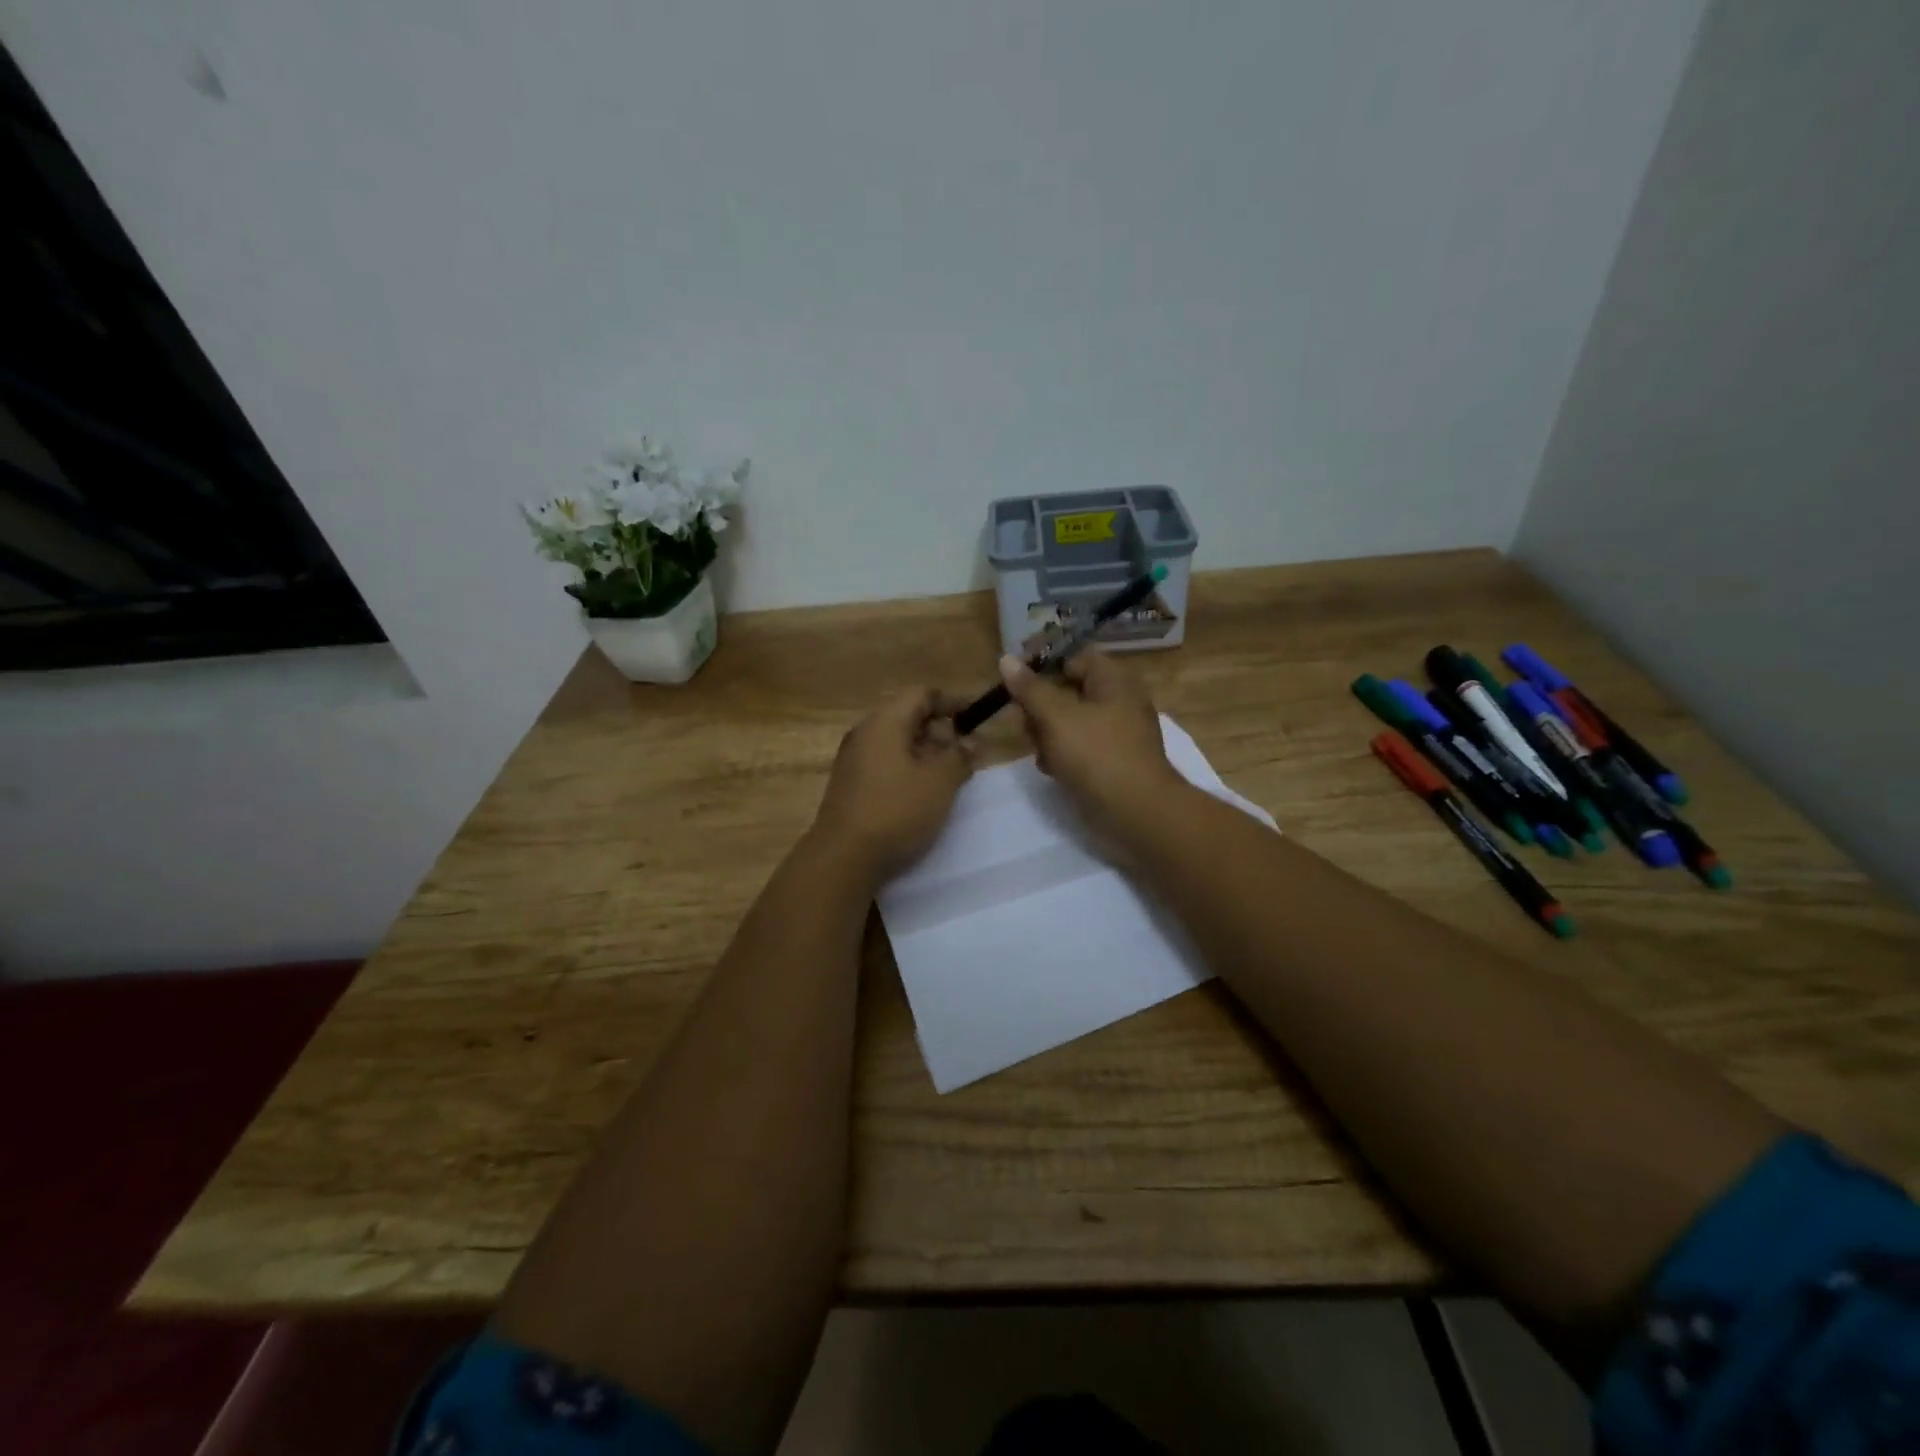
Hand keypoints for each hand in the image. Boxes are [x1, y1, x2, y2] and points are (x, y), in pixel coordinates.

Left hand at [812, 687, 973, 883]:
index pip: (922, 694)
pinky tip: (923, 794)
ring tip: (950, 776)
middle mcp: (865, 733)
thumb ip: (960, 756)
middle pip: (907, 717)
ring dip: (926, 753)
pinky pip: (884, 763)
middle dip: (940, 731)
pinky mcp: (849, 785)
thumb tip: (971, 742)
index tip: (976, 718)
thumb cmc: (896, 811)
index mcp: (885, 722)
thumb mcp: (940, 783)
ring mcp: (853, 760)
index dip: (952, 702)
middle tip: (966, 753)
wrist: (843, 858)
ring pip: (896, 743)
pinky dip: (908, 769)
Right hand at [999, 649, 1188, 841]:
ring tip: (1039, 752)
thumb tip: (1006, 659)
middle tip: (1025, 726)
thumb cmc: (1096, 755)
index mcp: (1113, 679)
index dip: (1042, 667)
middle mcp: (1120, 700)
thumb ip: (1029, 688)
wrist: (1137, 811)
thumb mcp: (1056, 717)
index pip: (1073, 658)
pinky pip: (1082, 747)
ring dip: (1048, 734)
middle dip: (1041, 708)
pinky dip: (1065, 755)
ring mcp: (1119, 733)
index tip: (1015, 685)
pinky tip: (1053, 770)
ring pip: (1071, 722)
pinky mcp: (1115, 761)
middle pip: (1069, 691)